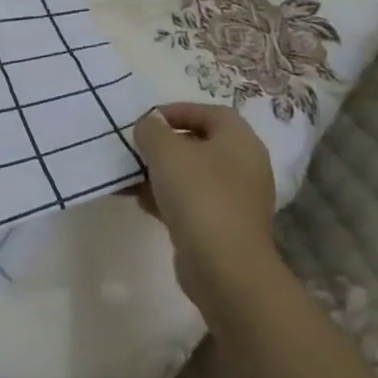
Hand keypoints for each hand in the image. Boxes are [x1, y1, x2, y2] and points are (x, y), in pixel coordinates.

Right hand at [133, 103, 280, 321]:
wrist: (223, 267)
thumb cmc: (198, 195)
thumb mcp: (165, 150)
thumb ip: (151, 129)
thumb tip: (149, 127)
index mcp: (240, 142)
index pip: (211, 113)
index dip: (179, 110)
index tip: (148, 120)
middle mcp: (245, 167)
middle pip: (201, 144)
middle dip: (166, 144)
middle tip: (138, 147)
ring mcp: (238, 200)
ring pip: (194, 175)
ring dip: (162, 173)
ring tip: (132, 176)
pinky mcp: (225, 227)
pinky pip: (193, 202)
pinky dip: (168, 198)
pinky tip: (142, 202)